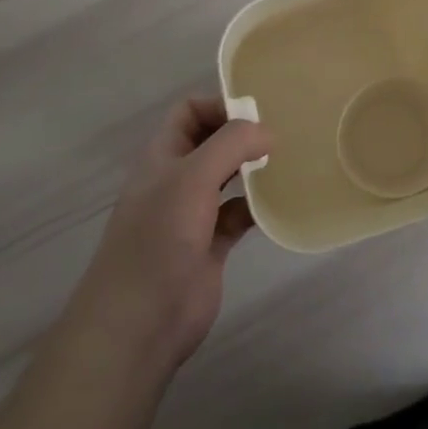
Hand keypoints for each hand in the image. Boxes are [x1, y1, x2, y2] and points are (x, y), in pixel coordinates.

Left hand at [69, 97, 271, 370]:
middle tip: (282, 133)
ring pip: (228, 178)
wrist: (139, 323)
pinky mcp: (211, 246)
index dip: (219, 105)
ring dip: (253, 169)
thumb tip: (267, 132)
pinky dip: (258, 207)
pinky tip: (279, 203)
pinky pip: (239, 215)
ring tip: (288, 160)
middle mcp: (176, 180)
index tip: (257, 113)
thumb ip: (231, 144)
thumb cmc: (159, 238)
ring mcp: (193, 214)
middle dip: (242, 134)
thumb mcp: (193, 177)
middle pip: (212, 142)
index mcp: (162, 156)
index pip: (189, 112)